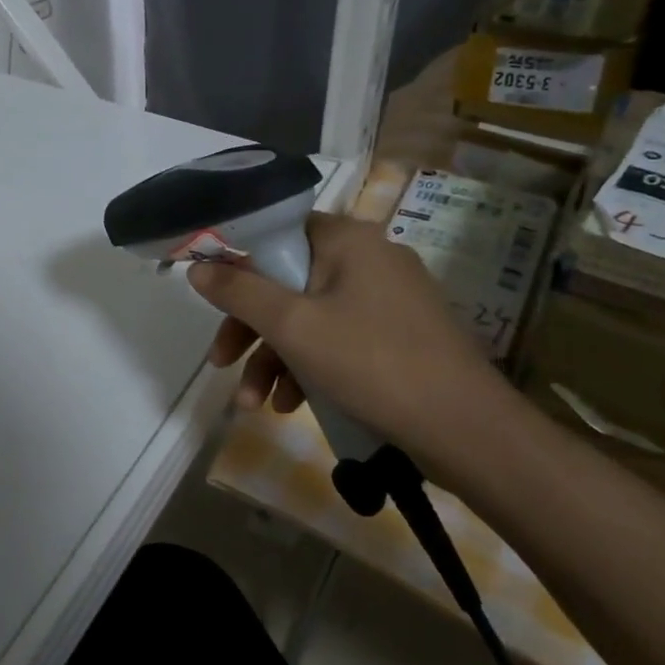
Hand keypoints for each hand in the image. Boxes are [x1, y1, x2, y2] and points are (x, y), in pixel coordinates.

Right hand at [188, 212, 507, 468]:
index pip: (276, 232)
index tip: (212, 299)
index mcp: (347, 240)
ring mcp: (387, 299)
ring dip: (274, 359)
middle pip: (286, 282)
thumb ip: (239, 293)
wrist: (468, 433)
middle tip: (221, 364)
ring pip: (308, 317)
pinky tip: (293, 406)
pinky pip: (337, 339)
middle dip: (250, 330)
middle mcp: (368, 258)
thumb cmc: (372, 363)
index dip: (237, 263)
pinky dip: (309, 368)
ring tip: (254, 405)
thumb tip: (196, 268)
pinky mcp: (397, 335)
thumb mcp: (293, 326)